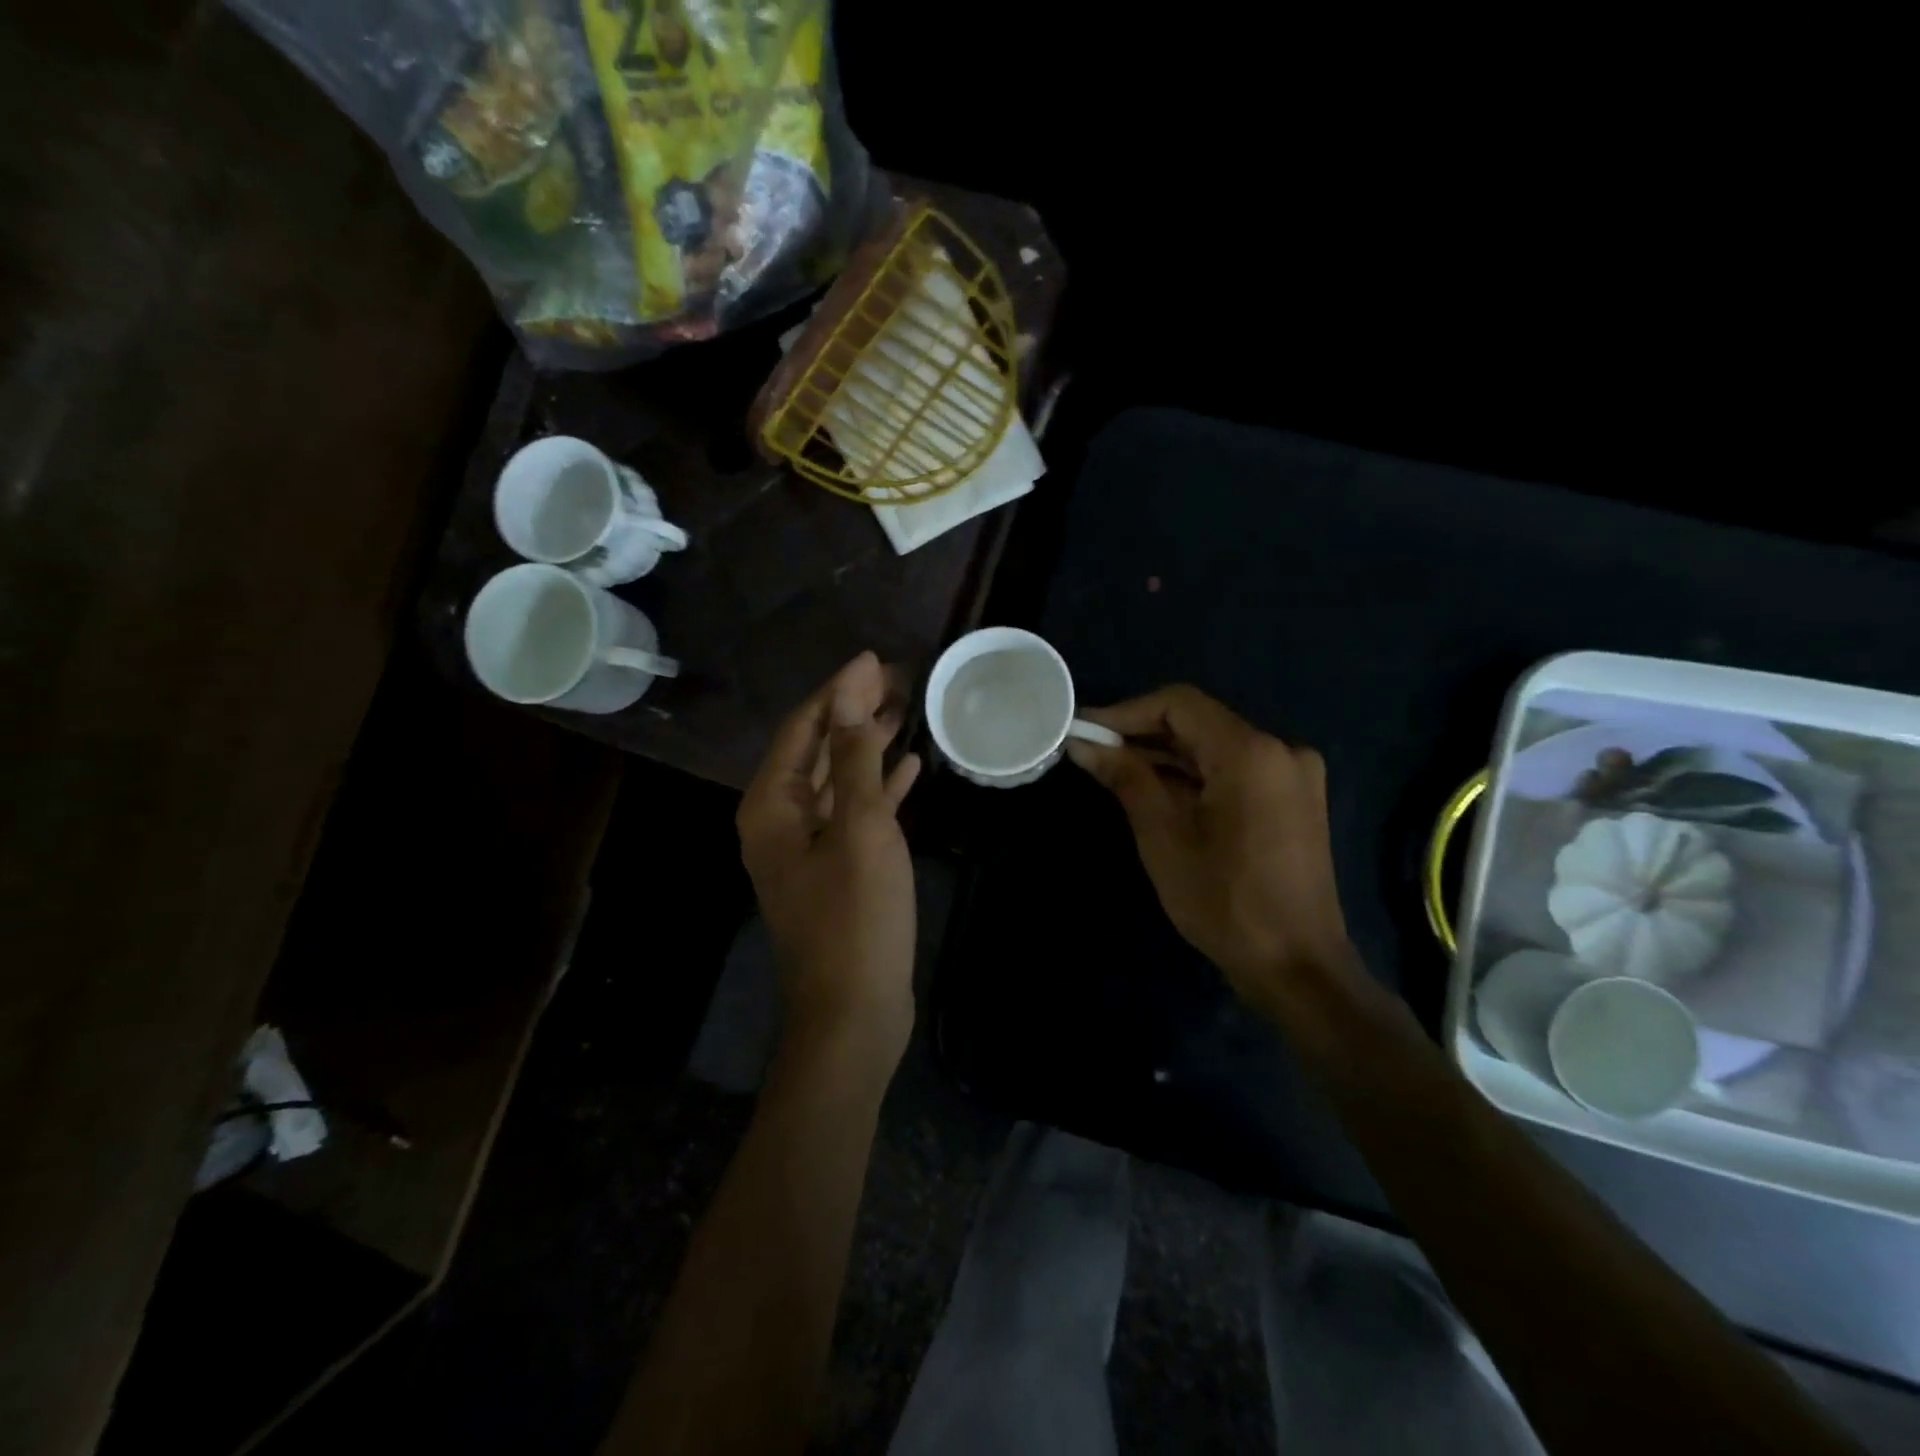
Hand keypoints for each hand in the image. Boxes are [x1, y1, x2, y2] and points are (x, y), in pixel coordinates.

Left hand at [737, 653, 922, 1069]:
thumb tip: (848, 693)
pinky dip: (878, 788)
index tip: (875, 659)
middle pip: (818, 749)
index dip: (838, 691)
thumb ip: (853, 758)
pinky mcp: (836, 868)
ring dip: (868, 746)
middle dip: (854, 713)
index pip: (803, 728)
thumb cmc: (855, 917)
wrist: (853, 1012)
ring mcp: (808, 847)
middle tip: (899, 680)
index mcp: (771, 806)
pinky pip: (854, 813)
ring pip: (838, 779)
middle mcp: (780, 820)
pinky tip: (909, 768)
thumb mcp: (859, 828)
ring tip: (907, 711)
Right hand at [1067, 685, 1356, 1018]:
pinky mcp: (1296, 799)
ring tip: (1117, 774)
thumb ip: (1127, 778)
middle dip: (1144, 736)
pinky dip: (1197, 776)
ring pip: (1217, 747)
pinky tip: (1160, 793)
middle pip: (1199, 723)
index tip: (1086, 731)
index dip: (1126, 712)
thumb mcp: (1164, 837)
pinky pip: (1236, 770)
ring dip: (1168, 757)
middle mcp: (1281, 749)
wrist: (1298, 966)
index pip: (1179, 704)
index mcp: (1251, 752)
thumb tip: (1083, 744)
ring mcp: (1295, 775)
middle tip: (1094, 754)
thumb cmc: (1224, 902)